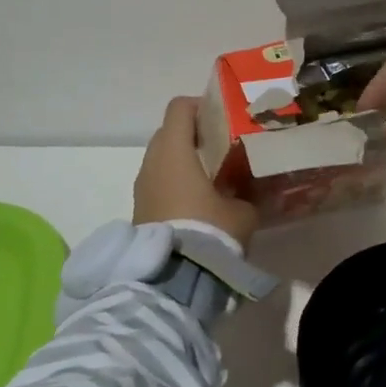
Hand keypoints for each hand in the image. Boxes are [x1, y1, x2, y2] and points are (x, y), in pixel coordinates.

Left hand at [132, 97, 258, 250]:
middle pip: (169, 132)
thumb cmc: (208, 231)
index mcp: (174, 151)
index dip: (200, 106)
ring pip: (161, 159)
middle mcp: (152, 162)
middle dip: (192, 135)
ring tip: (210, 178)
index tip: (222, 118)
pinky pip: (157, 183)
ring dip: (182, 161)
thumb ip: (244, 193)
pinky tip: (196, 203)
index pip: (179, 107)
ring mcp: (141, 187)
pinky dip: (174, 183)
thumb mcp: (241, 211)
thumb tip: (246, 192)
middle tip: (220, 148)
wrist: (172, 281)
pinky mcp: (139, 210)